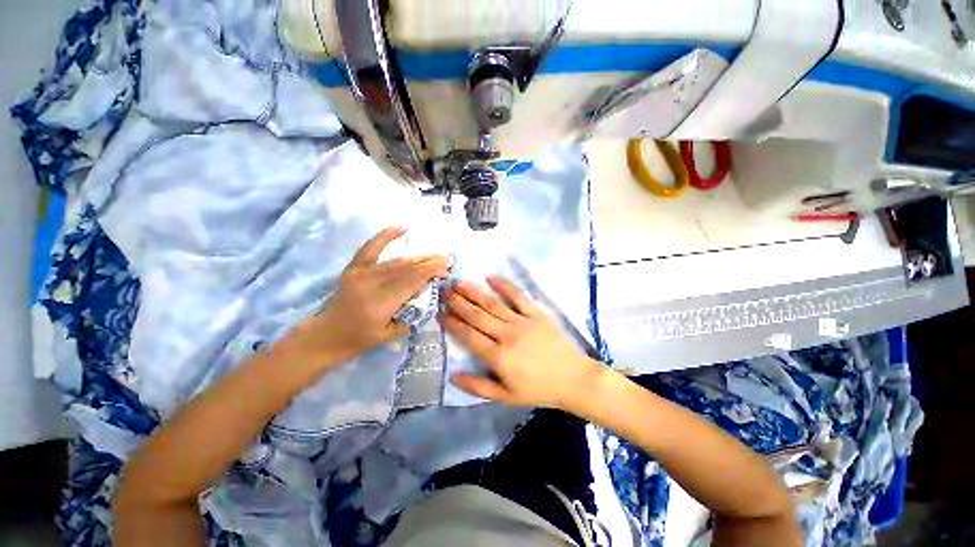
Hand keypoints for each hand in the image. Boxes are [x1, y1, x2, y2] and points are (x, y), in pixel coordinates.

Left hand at [283, 227, 448, 368]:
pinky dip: (386, 236)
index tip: (446, 269)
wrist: (323, 337)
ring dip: (418, 257)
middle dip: (429, 263)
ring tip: (434, 255)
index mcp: (381, 303)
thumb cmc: (357, 341)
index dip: (431, 272)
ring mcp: (361, 273)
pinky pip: (370, 248)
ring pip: (396, 261)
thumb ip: (410, 316)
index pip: (412, 281)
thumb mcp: (389, 335)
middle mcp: (372, 284)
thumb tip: (427, 296)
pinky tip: (401, 228)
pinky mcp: (353, 268)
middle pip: (407, 269)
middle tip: (446, 259)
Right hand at [442, 277, 604, 410]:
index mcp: (498, 357)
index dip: (452, 323)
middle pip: (477, 315)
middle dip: (458, 302)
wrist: (574, 379)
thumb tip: (452, 376)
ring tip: (459, 282)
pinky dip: (504, 285)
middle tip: (444, 291)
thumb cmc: (539, 389)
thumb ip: (477, 387)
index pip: (469, 335)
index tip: (440, 312)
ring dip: (474, 292)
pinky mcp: (537, 313)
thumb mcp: (506, 397)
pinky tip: (491, 277)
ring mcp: (522, 321)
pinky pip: (518, 296)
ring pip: (493, 303)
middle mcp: (507, 335)